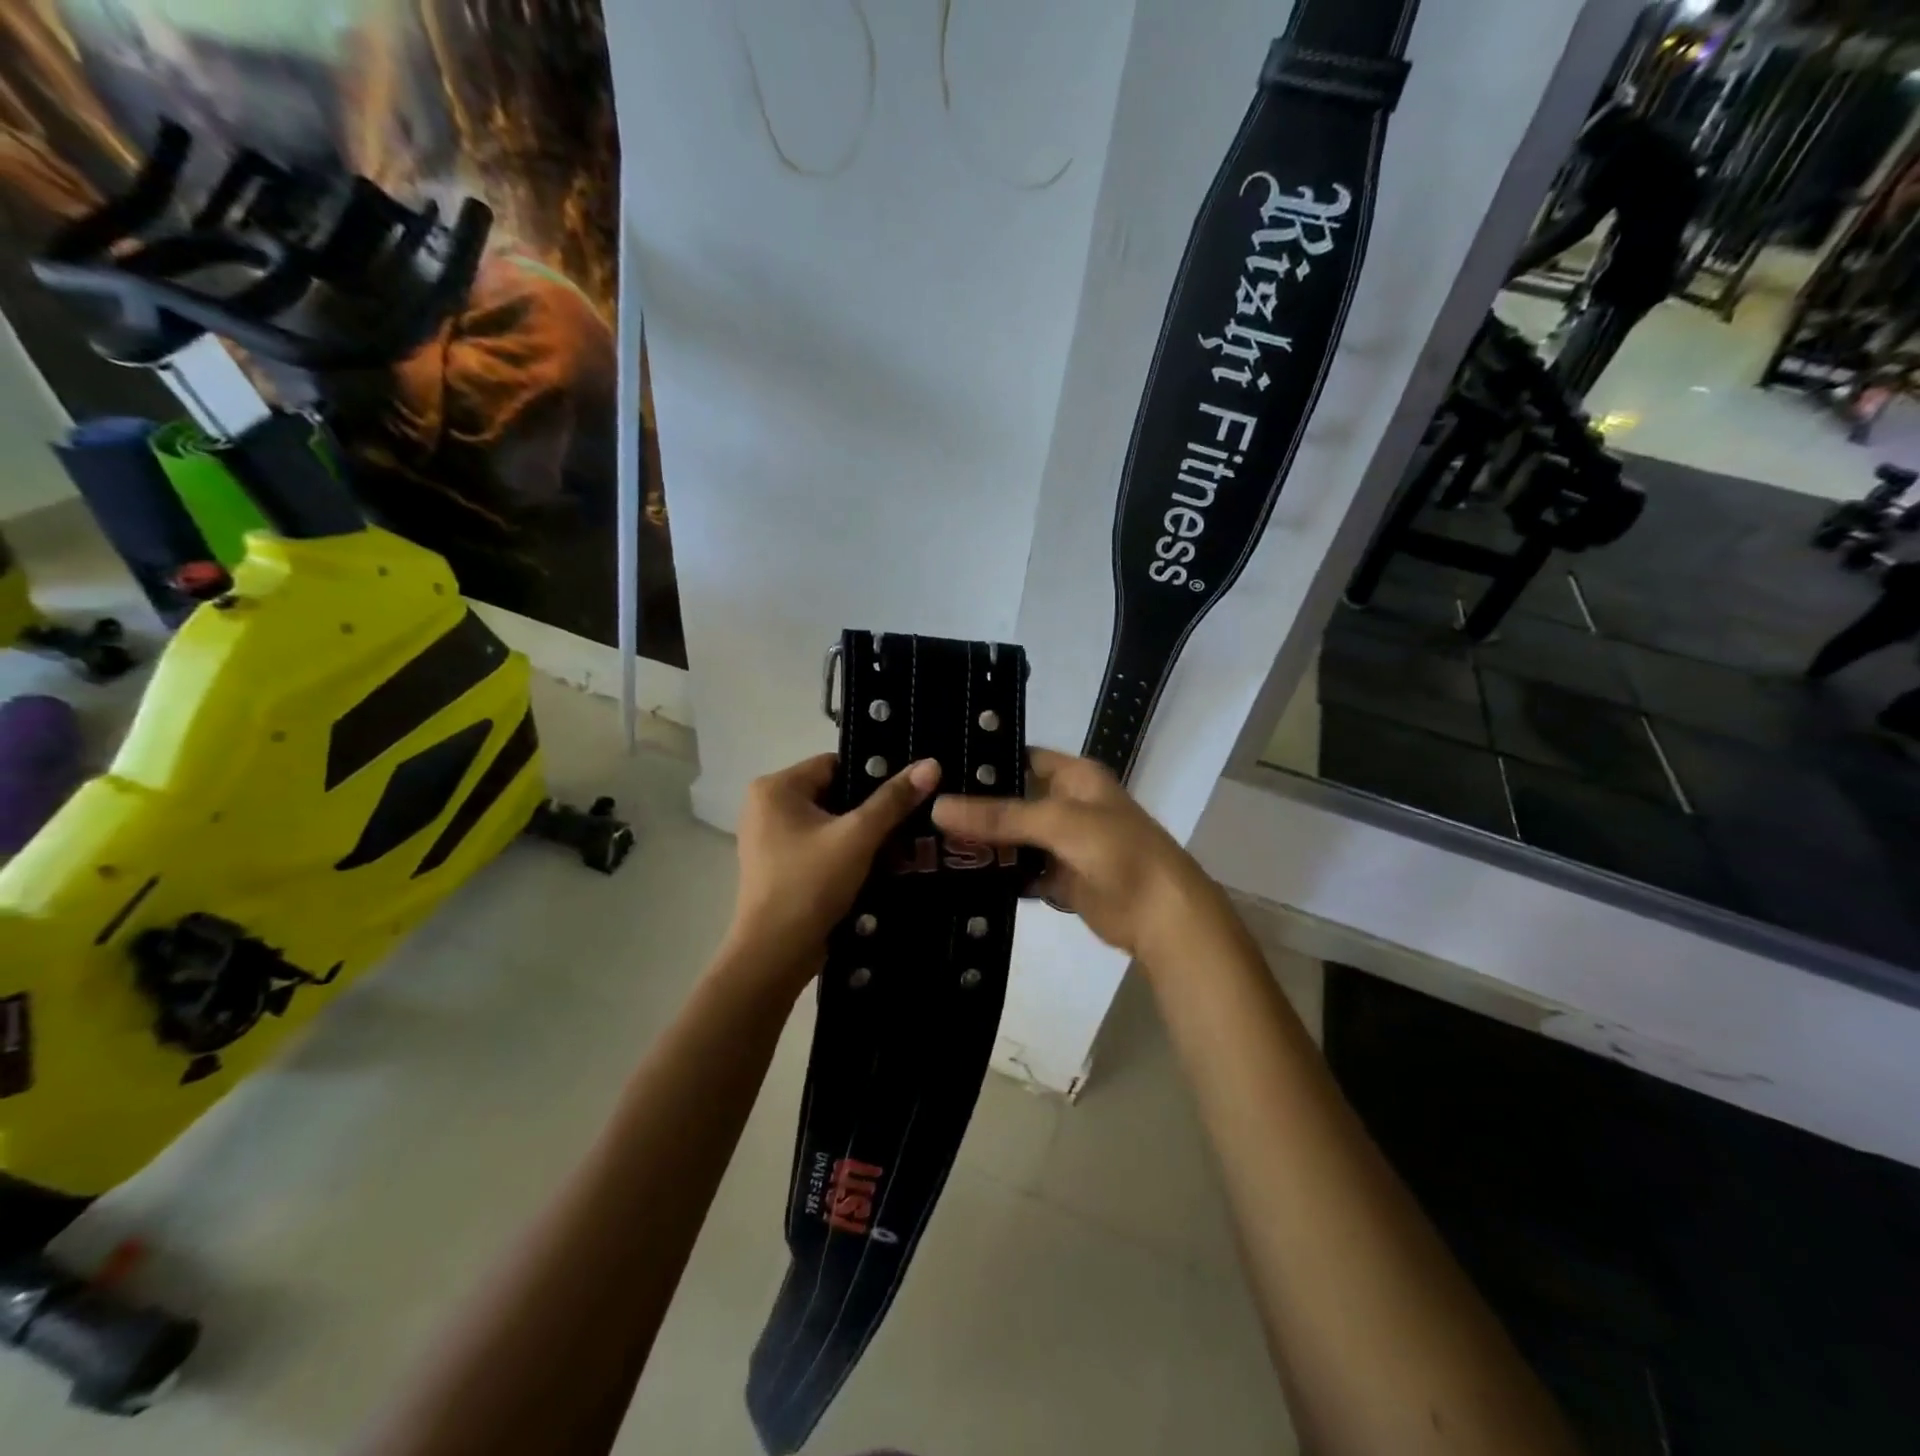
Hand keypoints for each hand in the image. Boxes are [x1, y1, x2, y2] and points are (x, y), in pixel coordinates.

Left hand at [728, 753, 940, 975]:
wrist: (775, 956)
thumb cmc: (810, 885)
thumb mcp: (858, 837)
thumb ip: (894, 799)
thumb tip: (931, 763)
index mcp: (775, 788)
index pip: (835, 764)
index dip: (873, 775)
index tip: (908, 791)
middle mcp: (766, 806)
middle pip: (834, 793)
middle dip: (871, 808)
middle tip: (912, 817)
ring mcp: (770, 839)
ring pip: (830, 822)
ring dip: (862, 833)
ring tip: (903, 841)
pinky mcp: (780, 867)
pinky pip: (821, 846)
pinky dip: (847, 852)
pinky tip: (879, 865)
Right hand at [930, 748, 1222, 965]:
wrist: (1162, 916)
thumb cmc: (1118, 852)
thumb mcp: (1058, 822)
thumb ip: (1000, 816)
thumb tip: (939, 807)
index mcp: (1075, 777)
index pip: (1022, 758)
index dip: (986, 762)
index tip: (939, 767)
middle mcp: (1068, 804)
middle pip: (1014, 800)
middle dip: (976, 807)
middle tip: (922, 809)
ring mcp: (1064, 844)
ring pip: (1015, 839)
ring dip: (984, 844)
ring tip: (929, 843)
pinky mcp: (1061, 879)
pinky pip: (1022, 872)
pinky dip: (999, 876)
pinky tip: (960, 877)